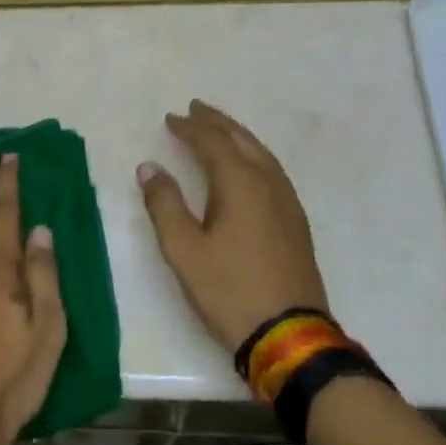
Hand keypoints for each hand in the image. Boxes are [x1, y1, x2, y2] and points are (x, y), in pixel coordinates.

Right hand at [137, 100, 330, 353]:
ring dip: (238, 137)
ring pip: (262, 155)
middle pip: (242, 141)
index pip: (213, 143)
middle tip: (197, 109)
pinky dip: (253, 157)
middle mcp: (269, 184)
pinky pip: (272, 172)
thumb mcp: (184, 250)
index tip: (170, 118)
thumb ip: (164, 205)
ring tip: (220, 131)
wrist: (289, 335)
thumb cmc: (229, 290)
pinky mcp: (296, 223)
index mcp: (241, 184)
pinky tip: (247, 170)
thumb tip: (149, 168)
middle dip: (218, 123)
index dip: (190, 128)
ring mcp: (288, 204)